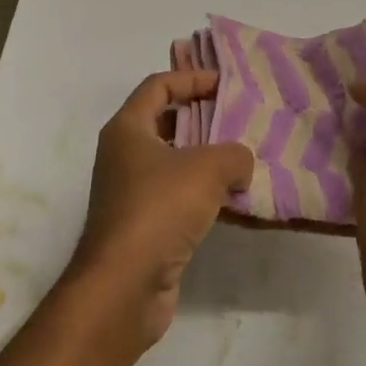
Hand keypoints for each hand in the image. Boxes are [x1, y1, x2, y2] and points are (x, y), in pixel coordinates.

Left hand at [68, 69, 253, 349]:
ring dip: (205, 158)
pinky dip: (202, 193)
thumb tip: (240, 165)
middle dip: (202, 117)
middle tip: (239, 118)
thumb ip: (234, 154)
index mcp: (127, 129)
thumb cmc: (160, 209)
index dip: (191, 79)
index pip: (158, 86)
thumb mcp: (208, 168)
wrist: (124, 286)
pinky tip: (232, 200)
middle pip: (165, 122)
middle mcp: (123, 156)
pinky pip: (176, 196)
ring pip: (173, 162)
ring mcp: (130, 193)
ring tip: (243, 158)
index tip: (225, 85)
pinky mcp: (143, 227)